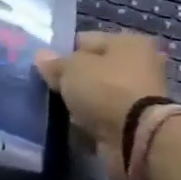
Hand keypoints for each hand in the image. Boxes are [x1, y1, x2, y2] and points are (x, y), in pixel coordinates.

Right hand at [35, 32, 171, 177]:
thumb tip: (41, 56)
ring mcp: (139, 96)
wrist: (136, 139)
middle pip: (94, 69)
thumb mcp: (70, 69)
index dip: (63, 52)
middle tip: (50, 88)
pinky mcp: (135, 124)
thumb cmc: (105, 89)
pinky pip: (104, 117)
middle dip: (73, 80)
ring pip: (98, 95)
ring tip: (60, 109)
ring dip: (82, 103)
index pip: (85, 40)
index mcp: (128, 42)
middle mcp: (139, 65)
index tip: (45, 67)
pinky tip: (73, 125)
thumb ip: (54, 63)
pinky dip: (91, 122)